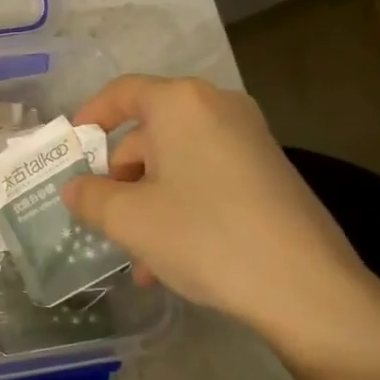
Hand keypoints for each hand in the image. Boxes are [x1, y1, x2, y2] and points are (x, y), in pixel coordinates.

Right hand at [64, 76, 379, 364]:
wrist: (307, 287)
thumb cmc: (205, 235)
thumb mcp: (129, 219)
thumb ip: (90, 197)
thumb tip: (75, 188)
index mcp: (180, 103)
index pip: (121, 93)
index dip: (89, 116)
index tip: (71, 148)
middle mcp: (217, 107)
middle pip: (149, 131)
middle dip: (120, 177)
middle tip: (104, 218)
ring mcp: (249, 138)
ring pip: (177, 161)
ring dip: (148, 201)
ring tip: (138, 258)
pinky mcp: (269, 171)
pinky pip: (207, 176)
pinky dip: (182, 205)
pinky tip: (172, 258)